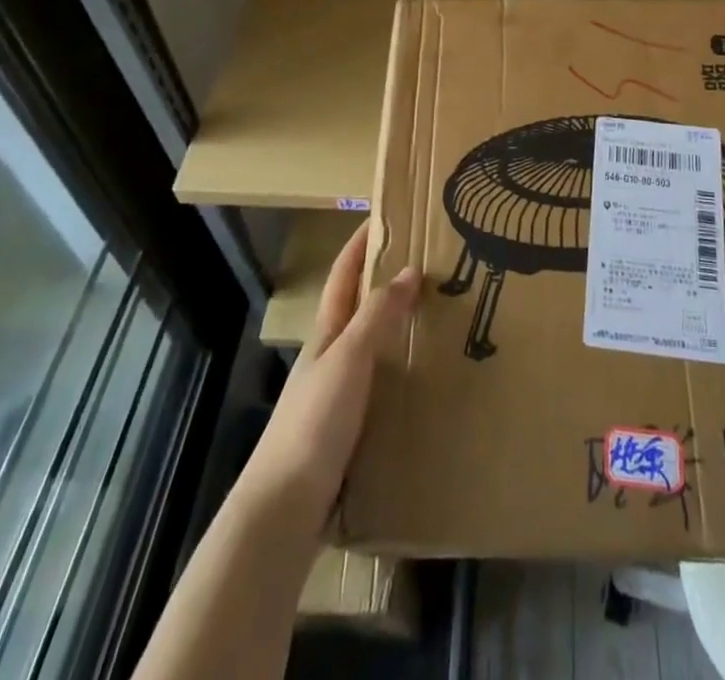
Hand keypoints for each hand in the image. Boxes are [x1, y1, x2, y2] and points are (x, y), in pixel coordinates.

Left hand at [245, 221, 420, 532]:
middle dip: (387, 282)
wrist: (285, 507)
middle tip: (430, 267)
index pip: (344, 275)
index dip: (360, 243)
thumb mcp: (349, 358)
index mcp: (328, 333)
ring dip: (398, 327)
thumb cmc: (315, 421)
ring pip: (372, 346)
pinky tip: (425, 382)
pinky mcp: (349, 429)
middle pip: (359, 307)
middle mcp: (331, 357)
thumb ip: (378, 315)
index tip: (384, 215)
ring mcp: (338, 394)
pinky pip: (381, 384)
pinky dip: (402, 369)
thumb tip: (409, 270)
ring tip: (439, 320)